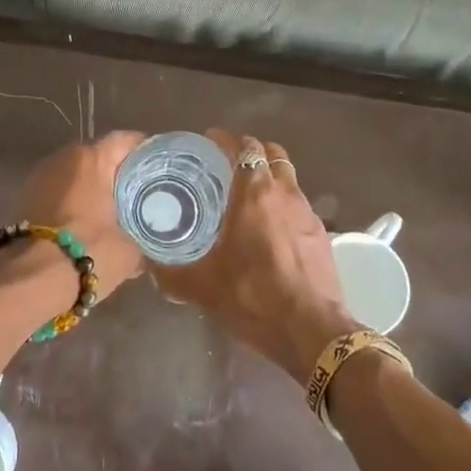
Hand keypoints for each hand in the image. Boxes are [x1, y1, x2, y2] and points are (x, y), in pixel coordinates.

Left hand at [13, 130, 148, 296]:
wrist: (31, 280)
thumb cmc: (88, 252)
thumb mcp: (129, 250)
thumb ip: (141, 238)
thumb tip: (145, 246)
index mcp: (91, 158)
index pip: (125, 140)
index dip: (145, 150)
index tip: (161, 166)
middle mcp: (63, 158)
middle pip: (99, 156)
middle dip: (118, 172)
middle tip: (142, 192)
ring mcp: (40, 177)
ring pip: (77, 175)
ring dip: (94, 188)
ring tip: (116, 210)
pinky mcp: (26, 199)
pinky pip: (60, 192)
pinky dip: (76, 202)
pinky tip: (90, 223)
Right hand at [152, 130, 356, 378]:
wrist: (313, 331)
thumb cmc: (254, 298)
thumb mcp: (203, 287)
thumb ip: (171, 273)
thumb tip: (149, 266)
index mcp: (254, 194)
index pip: (244, 147)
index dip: (225, 139)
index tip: (208, 142)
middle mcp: (284, 193)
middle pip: (271, 152)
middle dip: (250, 150)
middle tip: (227, 164)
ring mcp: (307, 212)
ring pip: (288, 175)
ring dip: (269, 174)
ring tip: (247, 193)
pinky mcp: (321, 233)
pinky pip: (299, 202)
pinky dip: (283, 200)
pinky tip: (269, 226)